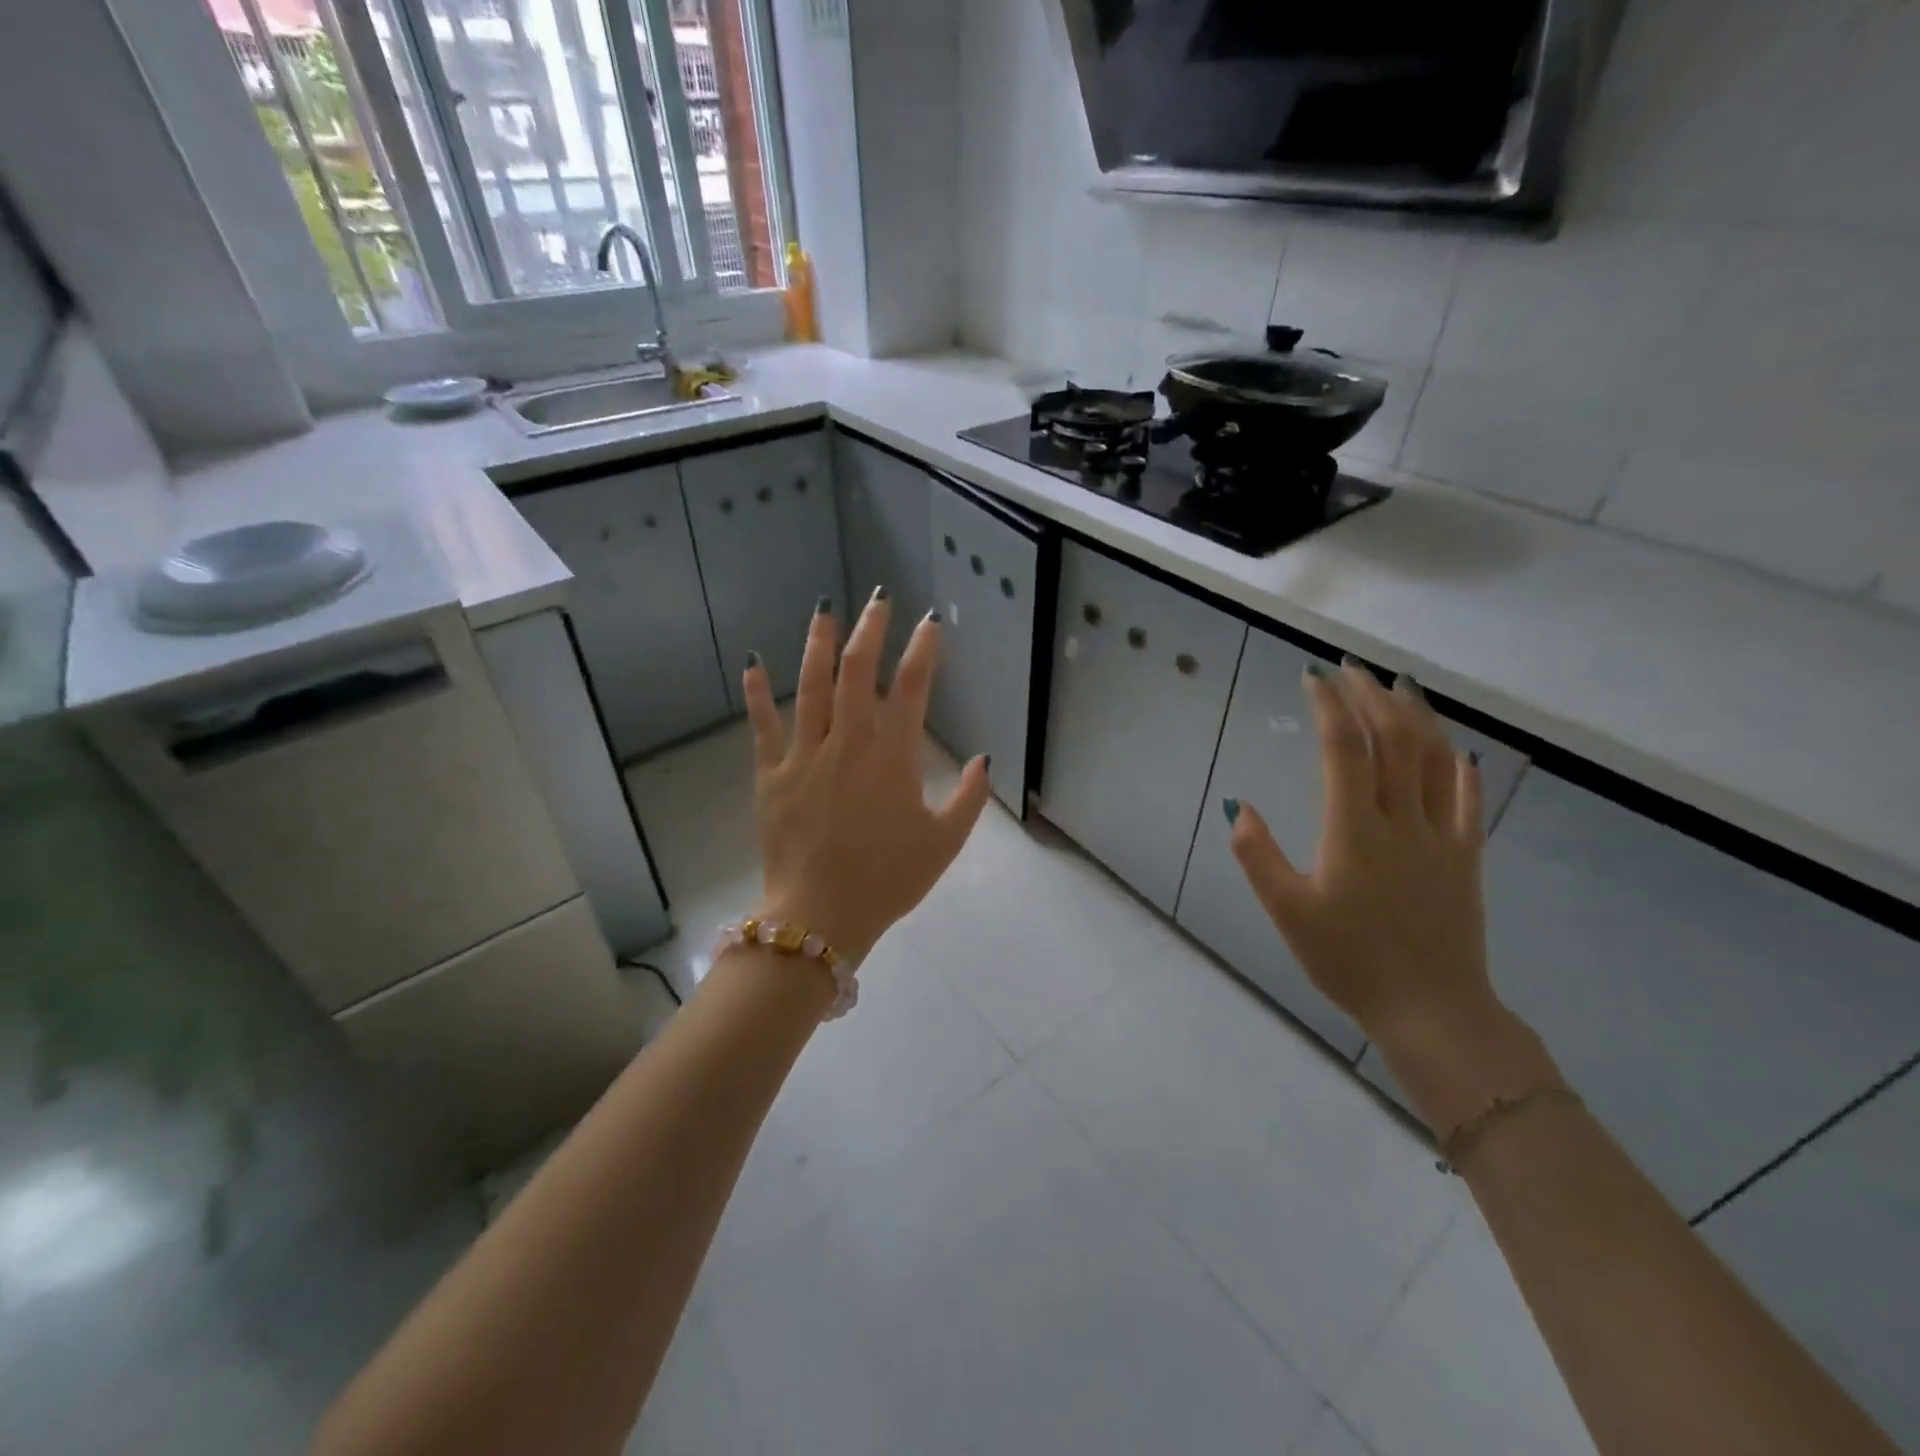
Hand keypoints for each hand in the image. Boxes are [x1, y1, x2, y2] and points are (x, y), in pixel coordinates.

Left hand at [741, 591, 992, 963]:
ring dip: (819, 645)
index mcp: (893, 759)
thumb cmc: (888, 880)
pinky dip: (757, 693)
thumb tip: (983, 760)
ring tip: (825, 609)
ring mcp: (805, 757)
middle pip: (859, 673)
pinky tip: (752, 661)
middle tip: (879, 601)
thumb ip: (969, 798)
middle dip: (871, 631)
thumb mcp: (944, 843)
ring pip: (812, 688)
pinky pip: (762, 727)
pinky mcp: (771, 775)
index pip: (912, 689)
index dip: (923, 650)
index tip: (930, 623)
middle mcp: (848, 745)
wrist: (820, 917)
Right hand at [1227, 660, 1497, 1050]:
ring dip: (1416, 715)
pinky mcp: (1466, 857)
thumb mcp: (1287, 911)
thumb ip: (1257, 855)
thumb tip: (1238, 806)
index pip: (1343, 749)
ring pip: (1434, 759)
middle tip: (1349, 667)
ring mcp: (1441, 836)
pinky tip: (1454, 748)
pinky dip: (1459, 764)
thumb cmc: (1348, 961)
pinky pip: (1467, 798)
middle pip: (1392, 740)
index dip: (1329, 705)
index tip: (1313, 675)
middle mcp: (1401, 820)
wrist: (1431, 1010)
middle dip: (1370, 696)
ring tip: (1399, 685)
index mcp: (1353, 830)